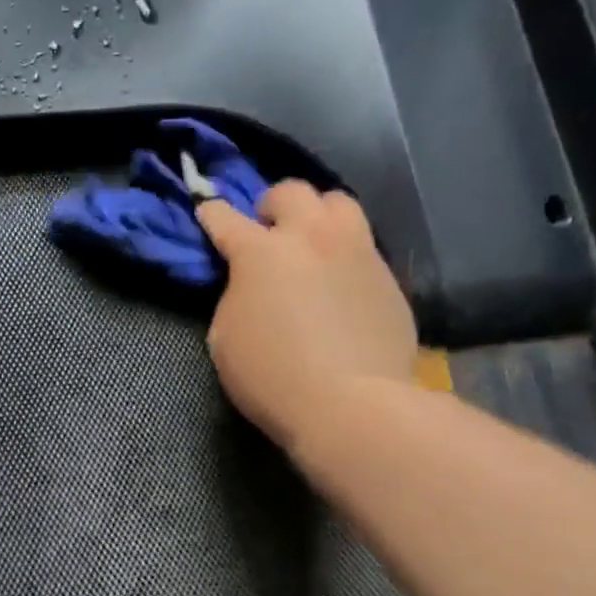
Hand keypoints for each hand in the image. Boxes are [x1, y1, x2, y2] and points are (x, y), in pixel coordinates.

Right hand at [196, 183, 417, 453]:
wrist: (351, 403)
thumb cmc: (271, 375)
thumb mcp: (226, 336)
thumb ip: (235, 295)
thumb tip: (249, 283)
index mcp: (260, 252)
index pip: (225, 217)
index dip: (212, 213)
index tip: (207, 212)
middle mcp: (311, 238)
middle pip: (292, 191)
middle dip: (272, 205)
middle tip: (267, 229)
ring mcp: (356, 252)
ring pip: (339, 203)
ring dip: (318, 215)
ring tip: (312, 242)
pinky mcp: (388, 276)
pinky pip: (363, 245)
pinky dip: (344, 253)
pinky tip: (339, 282)